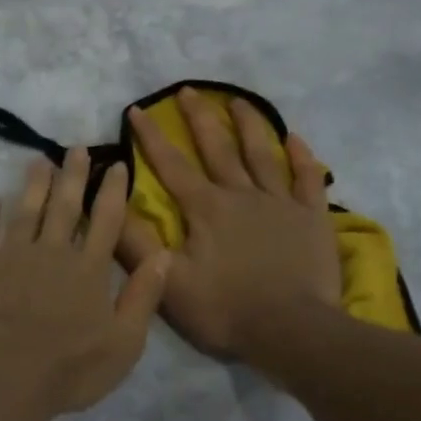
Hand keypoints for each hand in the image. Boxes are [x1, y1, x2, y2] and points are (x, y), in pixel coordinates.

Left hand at [0, 148, 170, 417]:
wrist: (3, 374)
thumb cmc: (70, 367)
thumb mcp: (125, 342)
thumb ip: (144, 297)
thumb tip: (164, 256)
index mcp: (89, 270)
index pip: (106, 220)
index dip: (112, 190)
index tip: (116, 164)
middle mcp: (52, 252)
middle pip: (64, 206)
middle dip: (73, 175)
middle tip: (75, 148)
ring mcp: (12, 255)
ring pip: (25, 211)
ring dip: (33, 185)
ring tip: (38, 161)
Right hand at [117, 88, 341, 358]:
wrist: (291, 330)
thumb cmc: (225, 309)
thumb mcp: (168, 282)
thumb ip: (136, 244)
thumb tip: (109, 205)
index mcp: (206, 209)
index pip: (171, 165)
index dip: (151, 137)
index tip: (137, 110)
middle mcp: (242, 195)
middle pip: (217, 148)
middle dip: (198, 118)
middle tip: (187, 90)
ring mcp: (281, 204)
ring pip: (263, 154)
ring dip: (248, 125)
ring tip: (237, 100)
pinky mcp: (312, 218)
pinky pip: (308, 179)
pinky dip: (303, 157)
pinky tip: (296, 139)